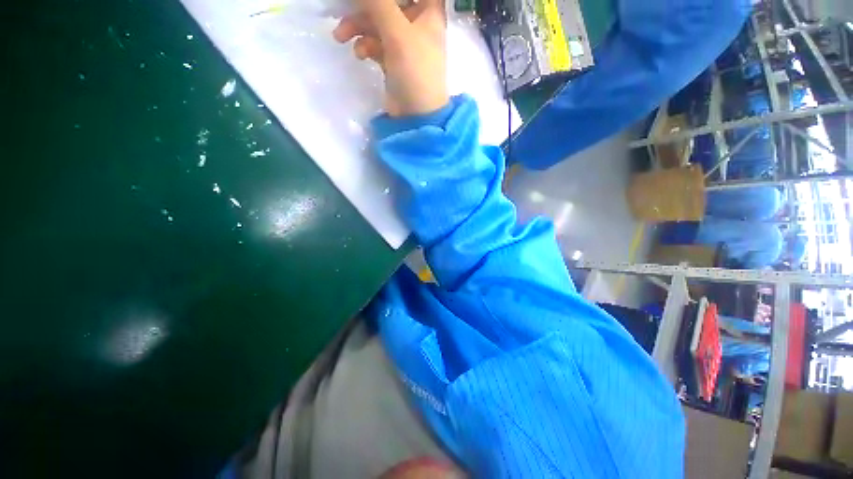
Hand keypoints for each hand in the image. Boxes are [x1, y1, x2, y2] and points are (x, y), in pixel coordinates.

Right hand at [333, 0, 448, 116]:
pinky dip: (365, 45)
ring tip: (340, 36)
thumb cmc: (415, 72)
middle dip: (365, 6)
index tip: (374, 0)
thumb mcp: (397, 32)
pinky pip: (376, 43)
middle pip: (389, 3)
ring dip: (358, 26)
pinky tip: (360, 54)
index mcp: (428, 12)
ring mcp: (404, 43)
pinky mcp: (393, 60)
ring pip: (378, 22)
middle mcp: (417, 24)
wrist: (416, 116)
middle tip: (343, 7)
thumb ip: (377, 2)